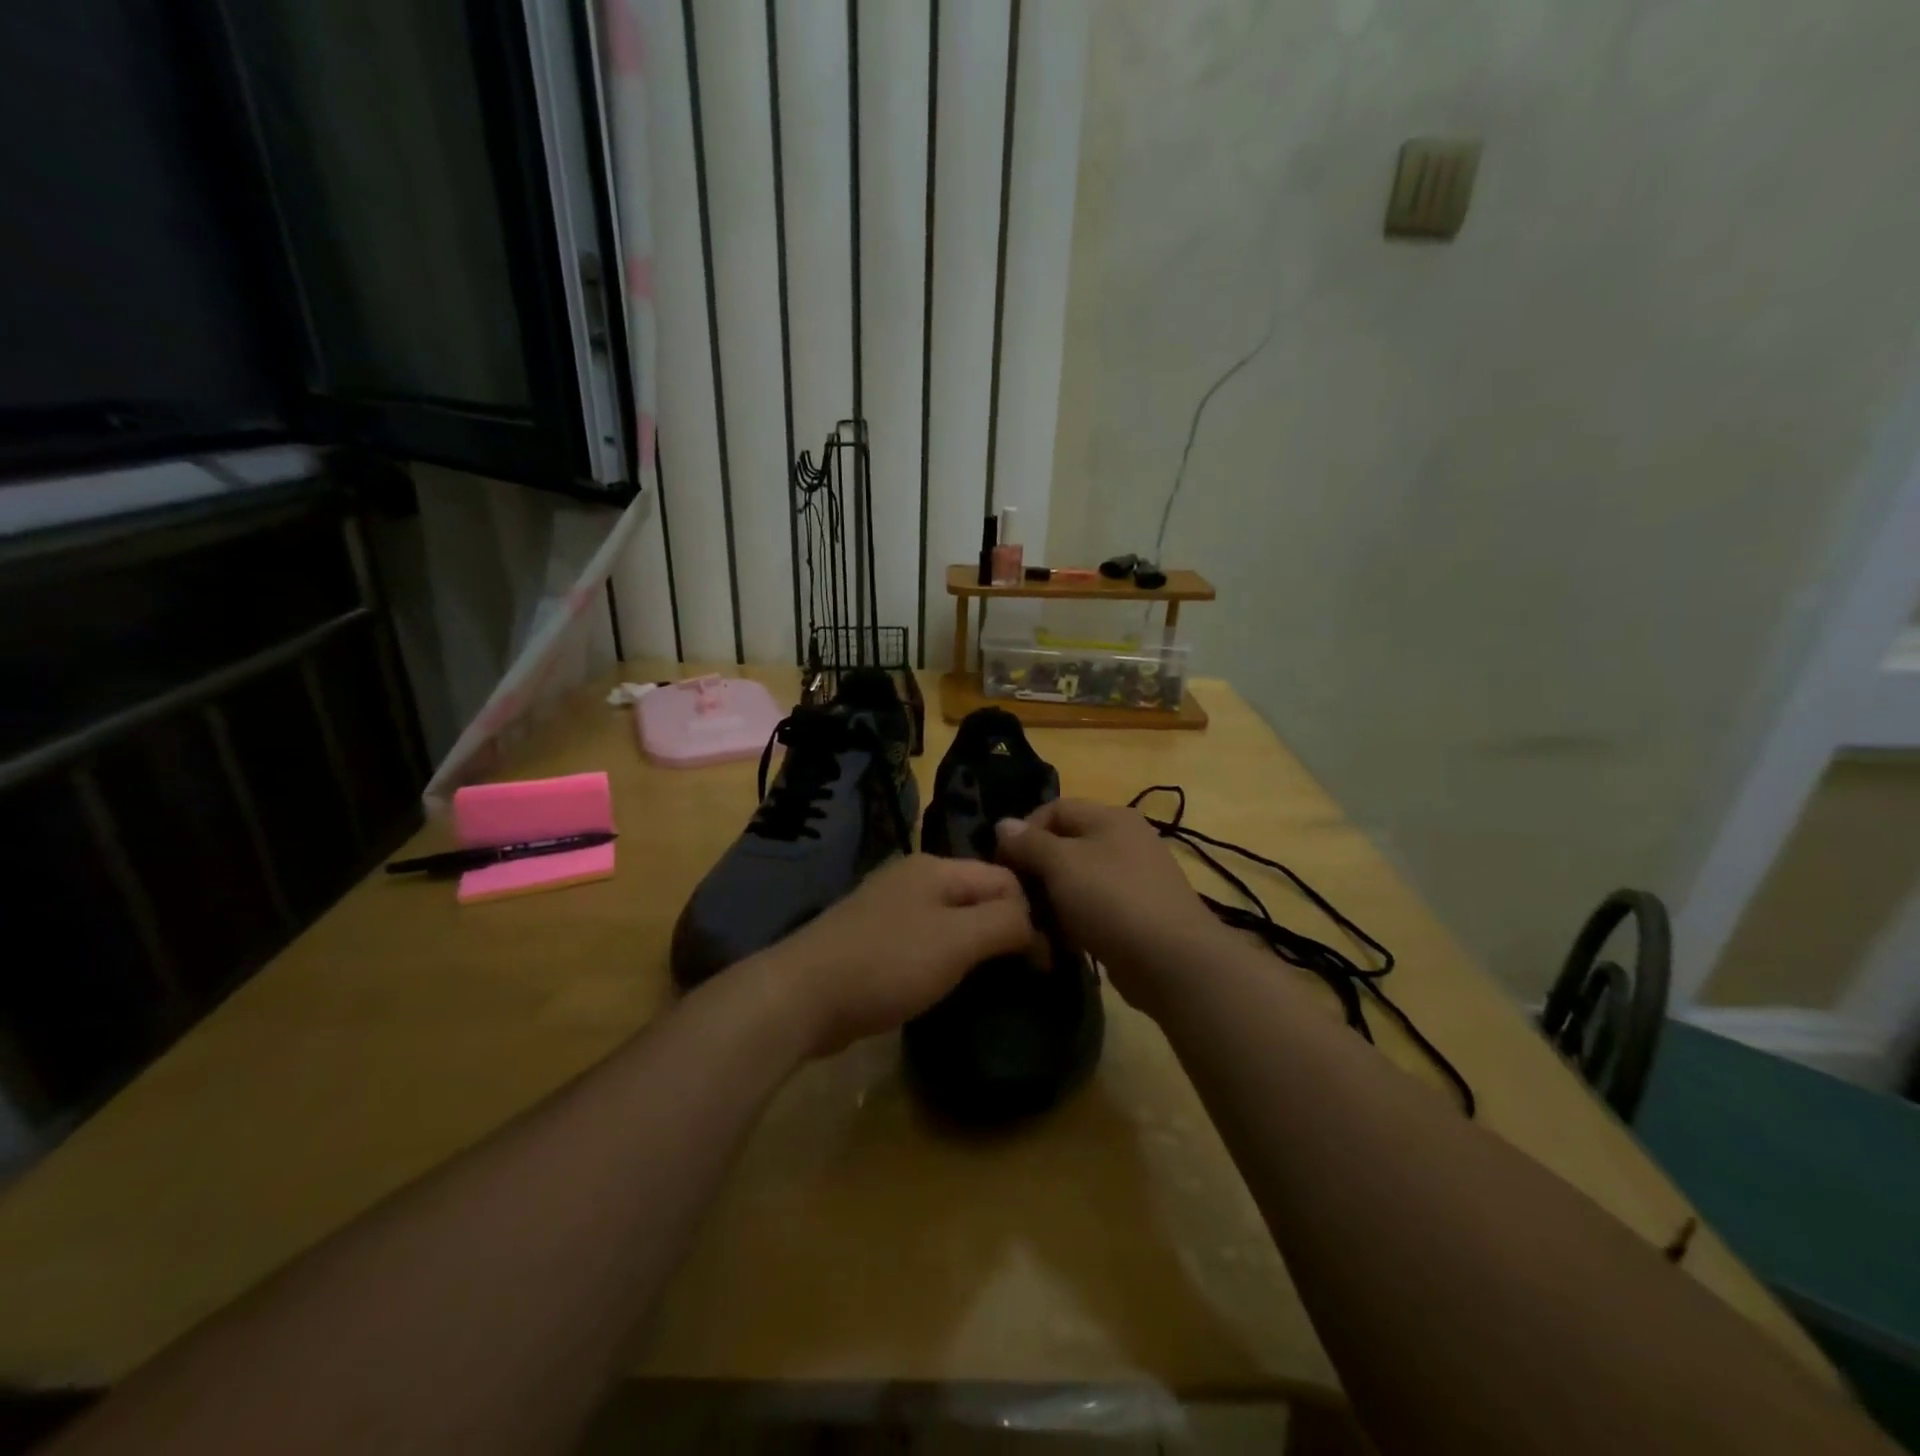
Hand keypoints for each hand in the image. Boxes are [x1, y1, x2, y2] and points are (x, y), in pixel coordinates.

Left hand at [768, 853, 1034, 1056]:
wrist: (803, 996)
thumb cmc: (887, 963)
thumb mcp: (957, 940)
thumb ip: (1005, 923)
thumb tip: (1037, 926)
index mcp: (937, 868)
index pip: (1005, 878)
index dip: (1031, 915)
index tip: (1044, 963)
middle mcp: (915, 878)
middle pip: (979, 895)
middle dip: (1004, 929)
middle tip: (1023, 973)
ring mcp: (890, 907)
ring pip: (953, 920)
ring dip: (976, 946)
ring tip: (993, 981)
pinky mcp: (875, 939)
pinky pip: (927, 940)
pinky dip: (946, 959)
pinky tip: (948, 983)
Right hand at [995, 799, 1225, 1015]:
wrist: (1173, 962)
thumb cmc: (1112, 900)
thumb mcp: (1062, 864)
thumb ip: (1029, 842)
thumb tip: (1003, 824)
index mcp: (1110, 817)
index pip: (1054, 809)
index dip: (1023, 832)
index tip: (1003, 865)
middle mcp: (1124, 840)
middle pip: (1065, 845)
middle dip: (1036, 870)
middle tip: (1017, 898)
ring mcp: (1134, 878)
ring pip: (1077, 881)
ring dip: (1052, 900)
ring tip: (1036, 925)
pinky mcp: (1136, 914)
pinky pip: (1093, 908)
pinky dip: (1074, 921)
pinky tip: (1061, 943)